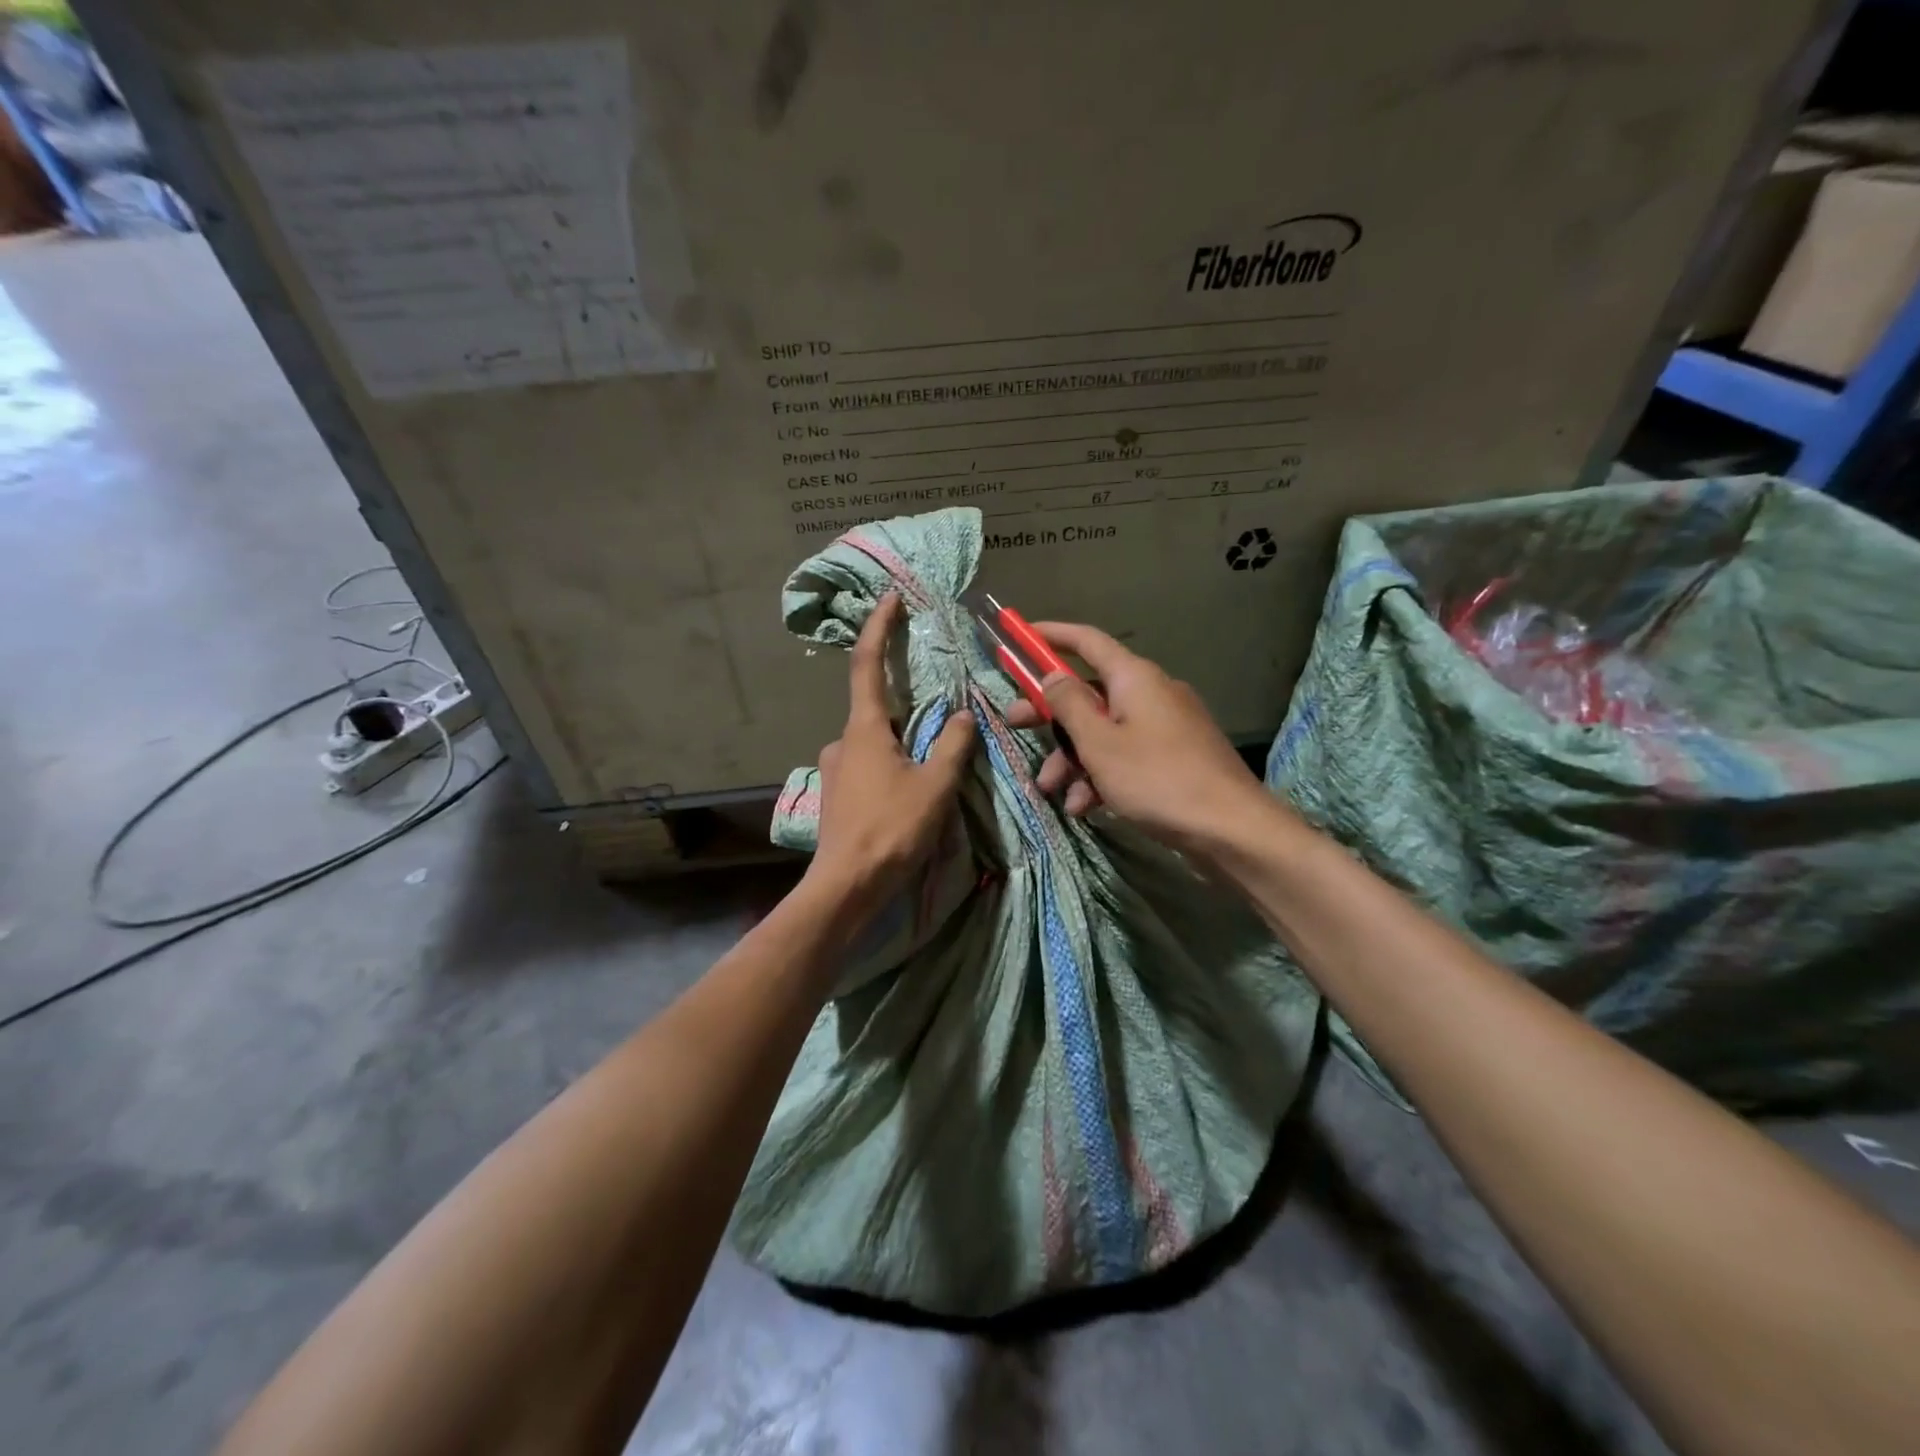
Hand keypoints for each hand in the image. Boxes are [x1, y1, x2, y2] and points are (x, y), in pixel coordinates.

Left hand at [807, 592, 975, 915]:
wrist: (847, 887)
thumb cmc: (891, 829)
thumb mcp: (935, 786)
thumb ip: (953, 746)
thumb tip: (964, 715)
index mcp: (864, 729)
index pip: (868, 663)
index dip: (878, 627)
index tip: (890, 598)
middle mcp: (842, 741)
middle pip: (877, 709)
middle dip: (907, 709)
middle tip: (940, 724)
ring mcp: (835, 770)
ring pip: (876, 744)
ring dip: (903, 746)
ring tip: (931, 774)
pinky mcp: (837, 795)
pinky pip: (870, 767)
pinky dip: (892, 767)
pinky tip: (910, 796)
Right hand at [1004, 622, 1261, 847]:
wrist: (1230, 828)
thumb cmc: (1157, 778)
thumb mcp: (1100, 743)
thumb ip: (1069, 705)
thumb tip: (1052, 675)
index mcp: (1134, 678)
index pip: (1087, 641)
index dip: (1051, 634)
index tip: (1021, 634)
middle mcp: (1151, 693)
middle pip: (1089, 692)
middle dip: (1050, 714)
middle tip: (1014, 725)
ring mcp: (1165, 726)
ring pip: (1104, 731)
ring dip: (1072, 757)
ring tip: (1051, 790)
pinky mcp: (1173, 757)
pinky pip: (1126, 755)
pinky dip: (1101, 775)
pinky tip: (1084, 806)